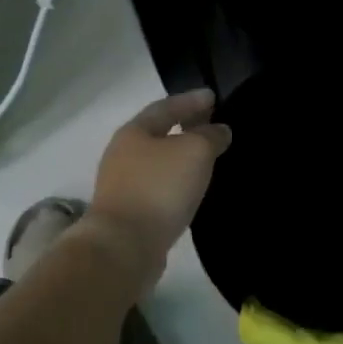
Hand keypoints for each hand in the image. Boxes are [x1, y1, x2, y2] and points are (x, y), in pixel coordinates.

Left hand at [86, 88, 231, 272]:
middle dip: (185, 127)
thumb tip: (219, 130)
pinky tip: (191, 188)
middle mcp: (123, 154)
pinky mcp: (129, 213)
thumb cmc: (159, 188)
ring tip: (207, 157)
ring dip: (181, 157)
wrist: (124, 246)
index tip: (213, 96)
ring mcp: (123, 186)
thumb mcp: (194, 152)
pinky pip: (158, 187)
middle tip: (211, 124)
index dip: (191, 100)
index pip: (166, 107)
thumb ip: (210, 136)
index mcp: (134, 132)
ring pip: (159, 162)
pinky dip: (176, 182)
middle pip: (158, 133)